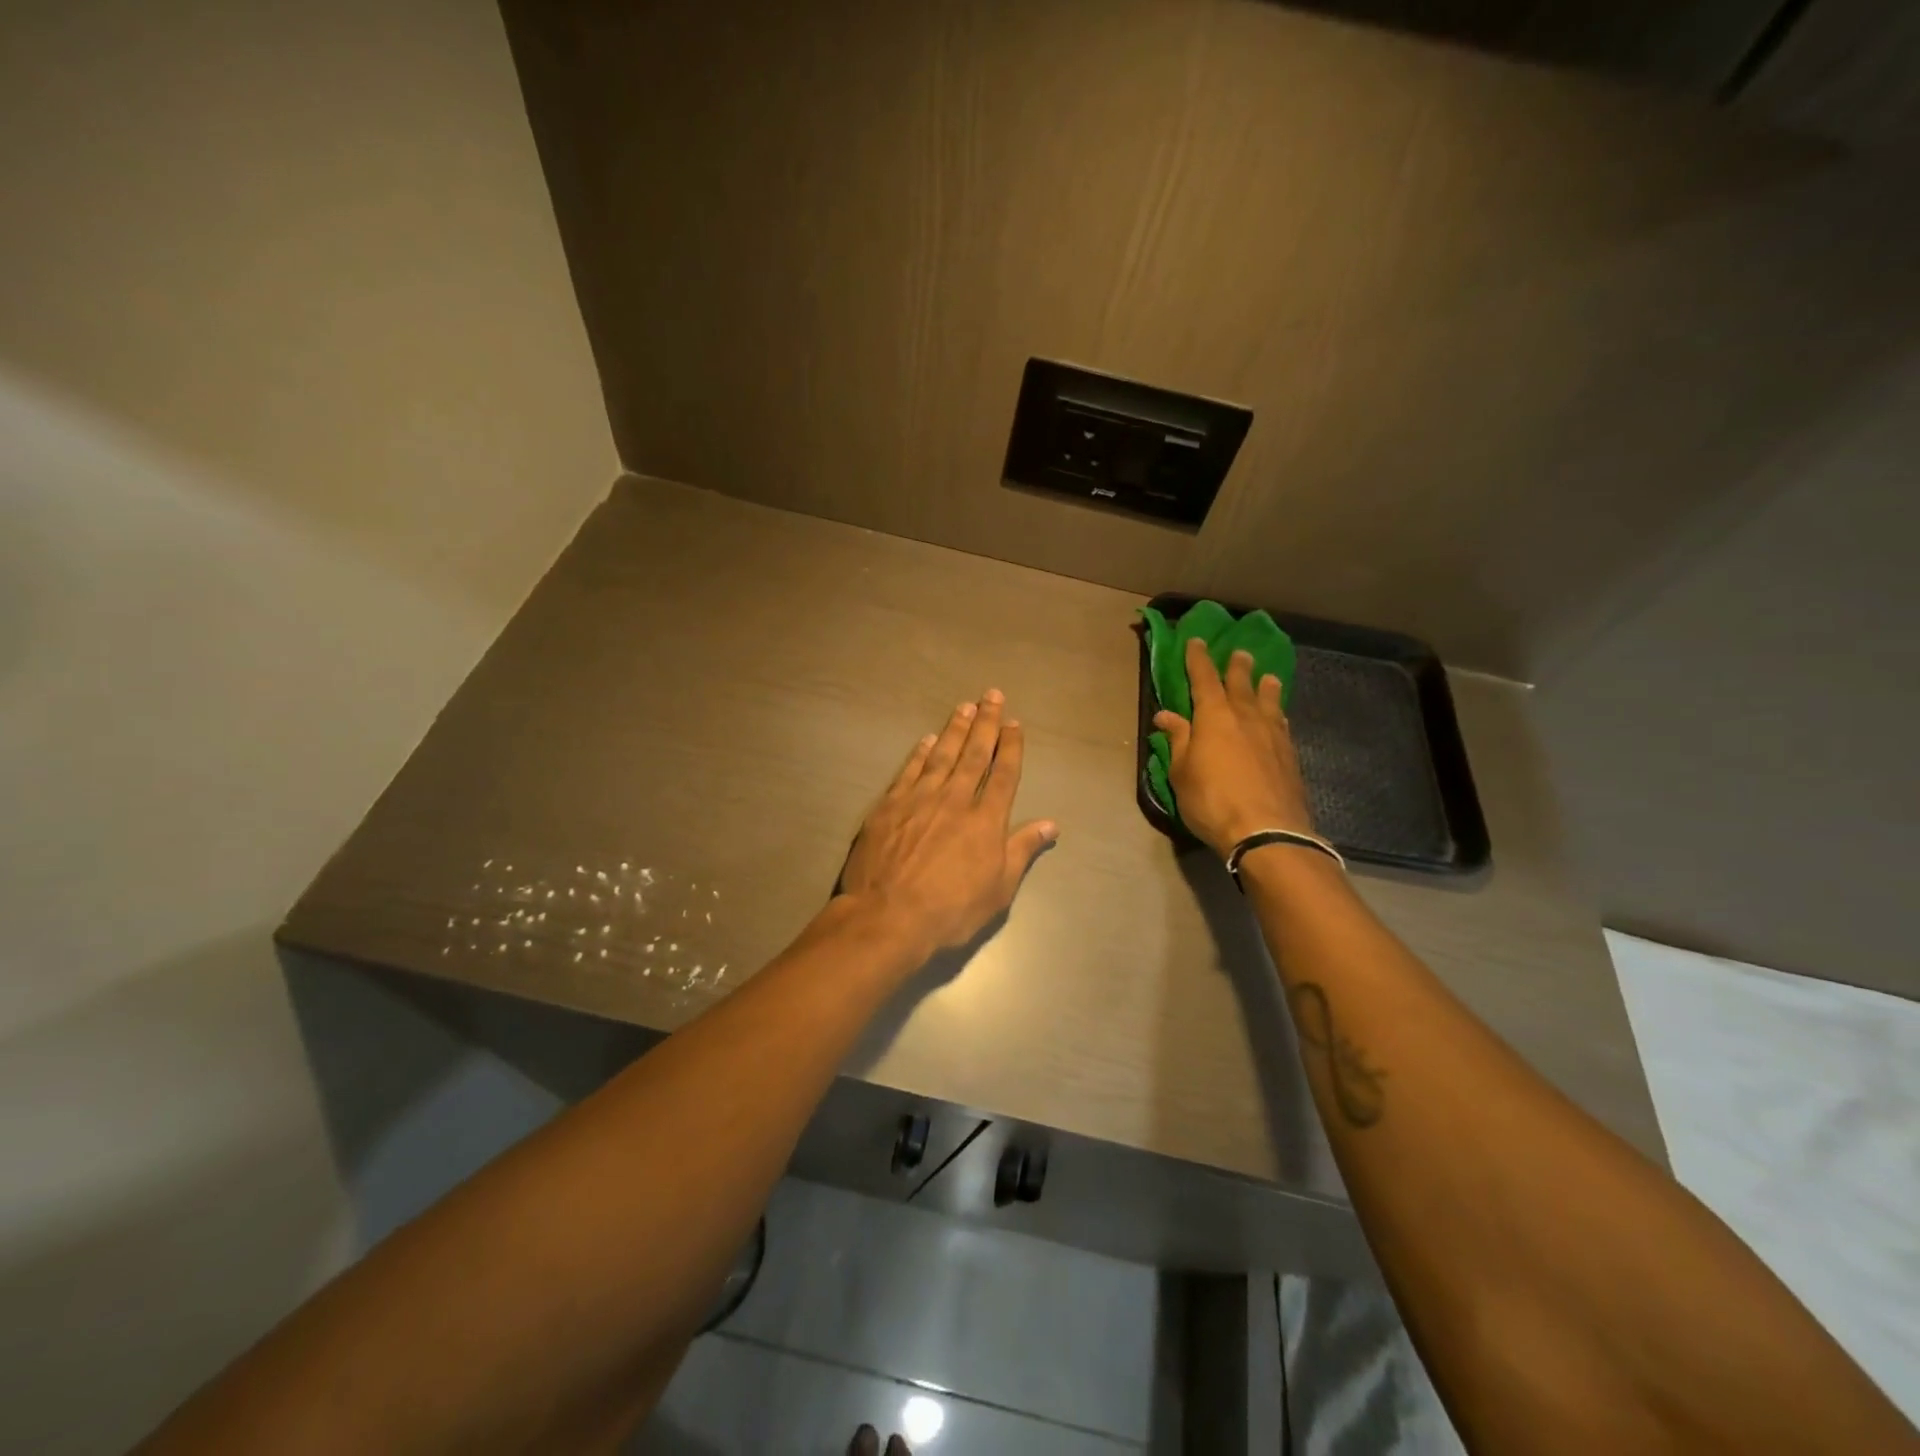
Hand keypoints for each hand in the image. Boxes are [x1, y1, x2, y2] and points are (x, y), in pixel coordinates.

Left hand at [839, 690, 1057, 958]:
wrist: (888, 916)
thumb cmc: (950, 910)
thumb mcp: (998, 889)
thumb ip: (1022, 850)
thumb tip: (1051, 824)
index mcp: (986, 820)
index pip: (1004, 774)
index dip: (1011, 747)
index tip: (1014, 724)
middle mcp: (955, 799)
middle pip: (975, 754)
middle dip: (986, 723)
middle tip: (992, 696)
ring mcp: (920, 798)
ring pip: (943, 755)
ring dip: (956, 729)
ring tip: (965, 706)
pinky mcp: (890, 805)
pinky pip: (910, 770)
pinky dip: (920, 752)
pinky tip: (927, 739)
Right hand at [1154, 636, 1314, 859]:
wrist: (1266, 831)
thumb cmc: (1212, 800)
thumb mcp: (1182, 772)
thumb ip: (1178, 740)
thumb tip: (1166, 715)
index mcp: (1214, 715)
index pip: (1204, 678)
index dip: (1198, 659)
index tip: (1196, 641)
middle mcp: (1246, 716)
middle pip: (1241, 683)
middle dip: (1236, 666)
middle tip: (1239, 652)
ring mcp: (1273, 734)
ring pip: (1269, 700)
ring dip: (1264, 686)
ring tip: (1266, 677)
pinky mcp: (1289, 754)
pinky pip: (1281, 722)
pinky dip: (1276, 713)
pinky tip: (1278, 718)